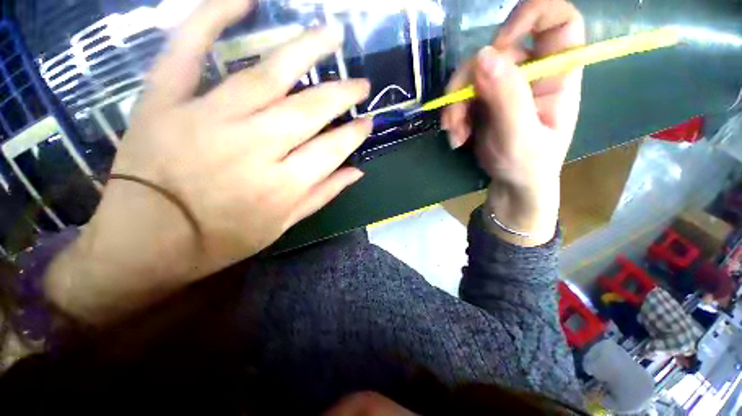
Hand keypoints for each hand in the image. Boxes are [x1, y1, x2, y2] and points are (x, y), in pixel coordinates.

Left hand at [45, 0, 371, 322]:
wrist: (144, 242)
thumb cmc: (220, 240)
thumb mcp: (282, 226)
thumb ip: (322, 195)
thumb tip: (356, 172)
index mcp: (282, 185)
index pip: (332, 149)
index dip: (354, 133)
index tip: (368, 122)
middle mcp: (254, 147)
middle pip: (309, 109)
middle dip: (342, 93)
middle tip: (361, 83)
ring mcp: (208, 118)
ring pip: (267, 73)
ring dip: (306, 49)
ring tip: (332, 34)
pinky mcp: (166, 101)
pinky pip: (189, 49)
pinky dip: (213, 16)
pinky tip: (245, 0)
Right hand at [442, 0, 584, 245]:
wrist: (513, 185)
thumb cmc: (528, 165)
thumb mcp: (520, 136)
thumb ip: (507, 98)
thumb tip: (483, 55)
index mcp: (556, 76)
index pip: (559, 21)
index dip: (530, 16)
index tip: (499, 44)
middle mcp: (530, 74)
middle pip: (497, 52)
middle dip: (468, 83)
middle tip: (455, 117)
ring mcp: (503, 88)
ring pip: (471, 76)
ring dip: (455, 106)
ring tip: (455, 134)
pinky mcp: (484, 103)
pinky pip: (461, 97)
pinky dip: (453, 116)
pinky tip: (456, 137)